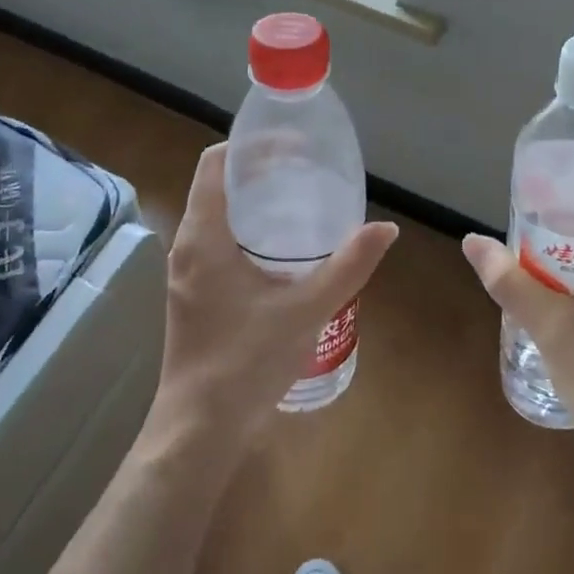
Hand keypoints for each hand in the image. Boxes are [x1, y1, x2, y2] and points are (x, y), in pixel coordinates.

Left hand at [151, 144, 398, 450]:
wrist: (200, 427)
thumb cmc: (246, 361)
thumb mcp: (306, 310)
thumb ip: (348, 266)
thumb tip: (387, 229)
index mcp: (203, 236)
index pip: (216, 163)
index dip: (252, 145)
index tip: (293, 146)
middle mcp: (187, 246)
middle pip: (218, 186)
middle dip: (260, 172)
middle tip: (308, 172)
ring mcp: (187, 273)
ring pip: (217, 217)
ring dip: (254, 204)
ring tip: (302, 204)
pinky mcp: (194, 296)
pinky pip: (218, 244)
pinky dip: (248, 233)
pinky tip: (284, 254)